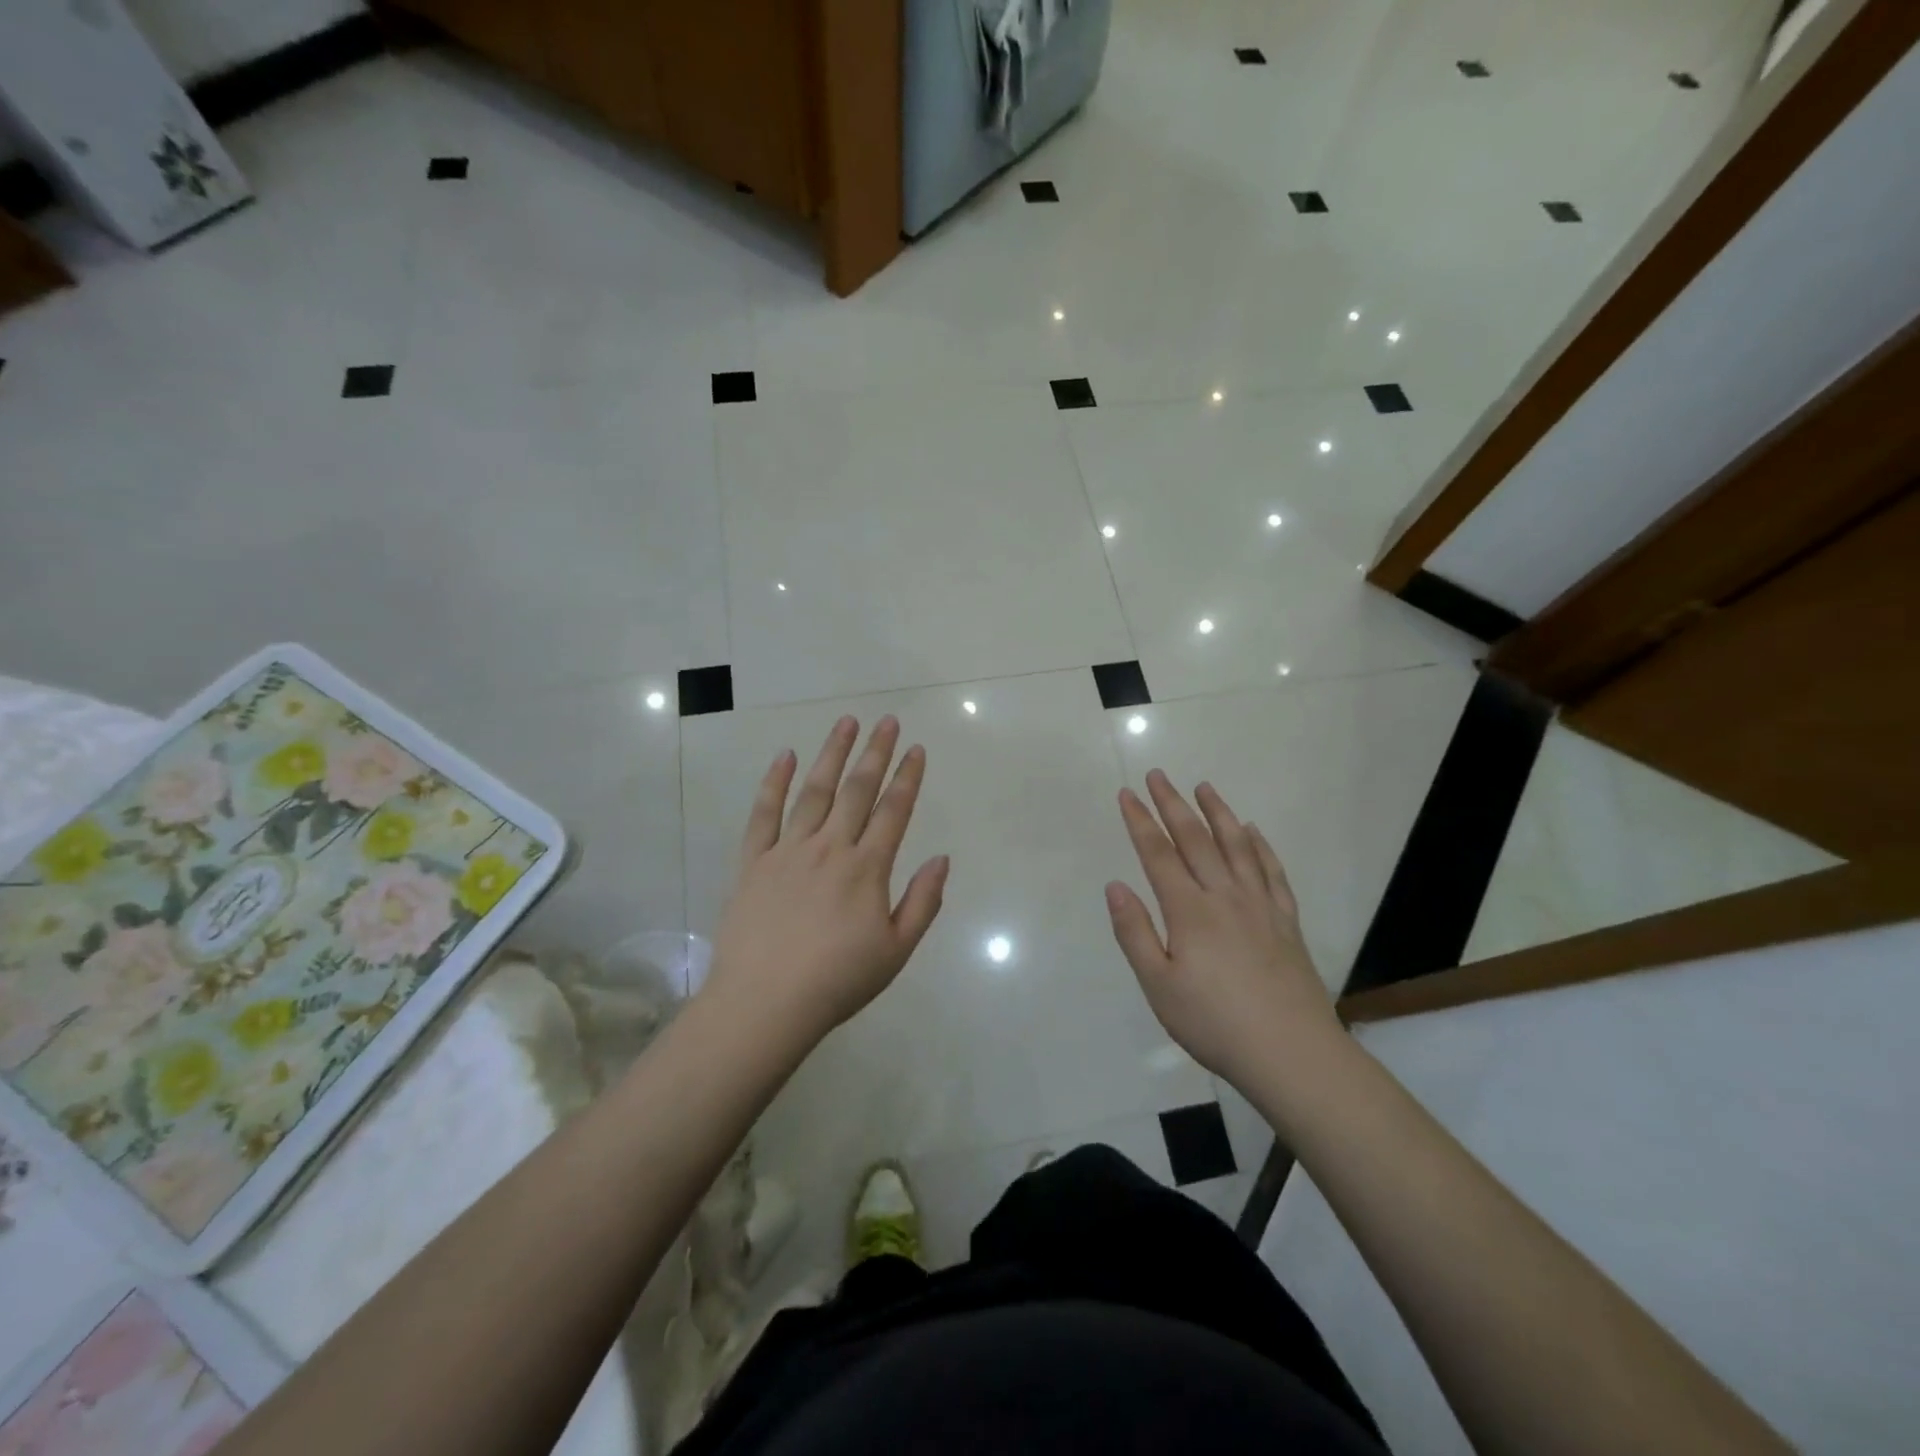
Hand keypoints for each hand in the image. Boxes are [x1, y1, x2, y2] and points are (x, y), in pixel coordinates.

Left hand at [705, 716, 948, 1049]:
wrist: (765, 1003)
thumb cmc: (837, 981)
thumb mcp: (896, 951)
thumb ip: (923, 902)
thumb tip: (942, 858)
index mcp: (867, 868)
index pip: (894, 811)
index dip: (907, 777)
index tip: (916, 749)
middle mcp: (830, 848)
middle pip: (857, 790)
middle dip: (875, 752)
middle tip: (886, 720)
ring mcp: (788, 850)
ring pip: (814, 791)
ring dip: (832, 754)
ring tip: (846, 723)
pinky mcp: (753, 861)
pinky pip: (764, 813)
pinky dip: (774, 782)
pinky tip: (784, 755)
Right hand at [1106, 771, 1342, 1085]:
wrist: (1291, 1053)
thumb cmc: (1214, 1022)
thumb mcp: (1158, 985)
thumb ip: (1135, 932)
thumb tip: (1115, 885)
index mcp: (1189, 911)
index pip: (1158, 855)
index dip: (1140, 822)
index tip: (1127, 794)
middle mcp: (1224, 896)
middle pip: (1195, 840)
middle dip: (1173, 804)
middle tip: (1157, 775)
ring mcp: (1260, 906)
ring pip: (1236, 846)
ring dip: (1218, 813)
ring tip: (1205, 787)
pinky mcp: (1286, 921)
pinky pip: (1272, 872)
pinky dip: (1261, 846)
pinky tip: (1253, 832)